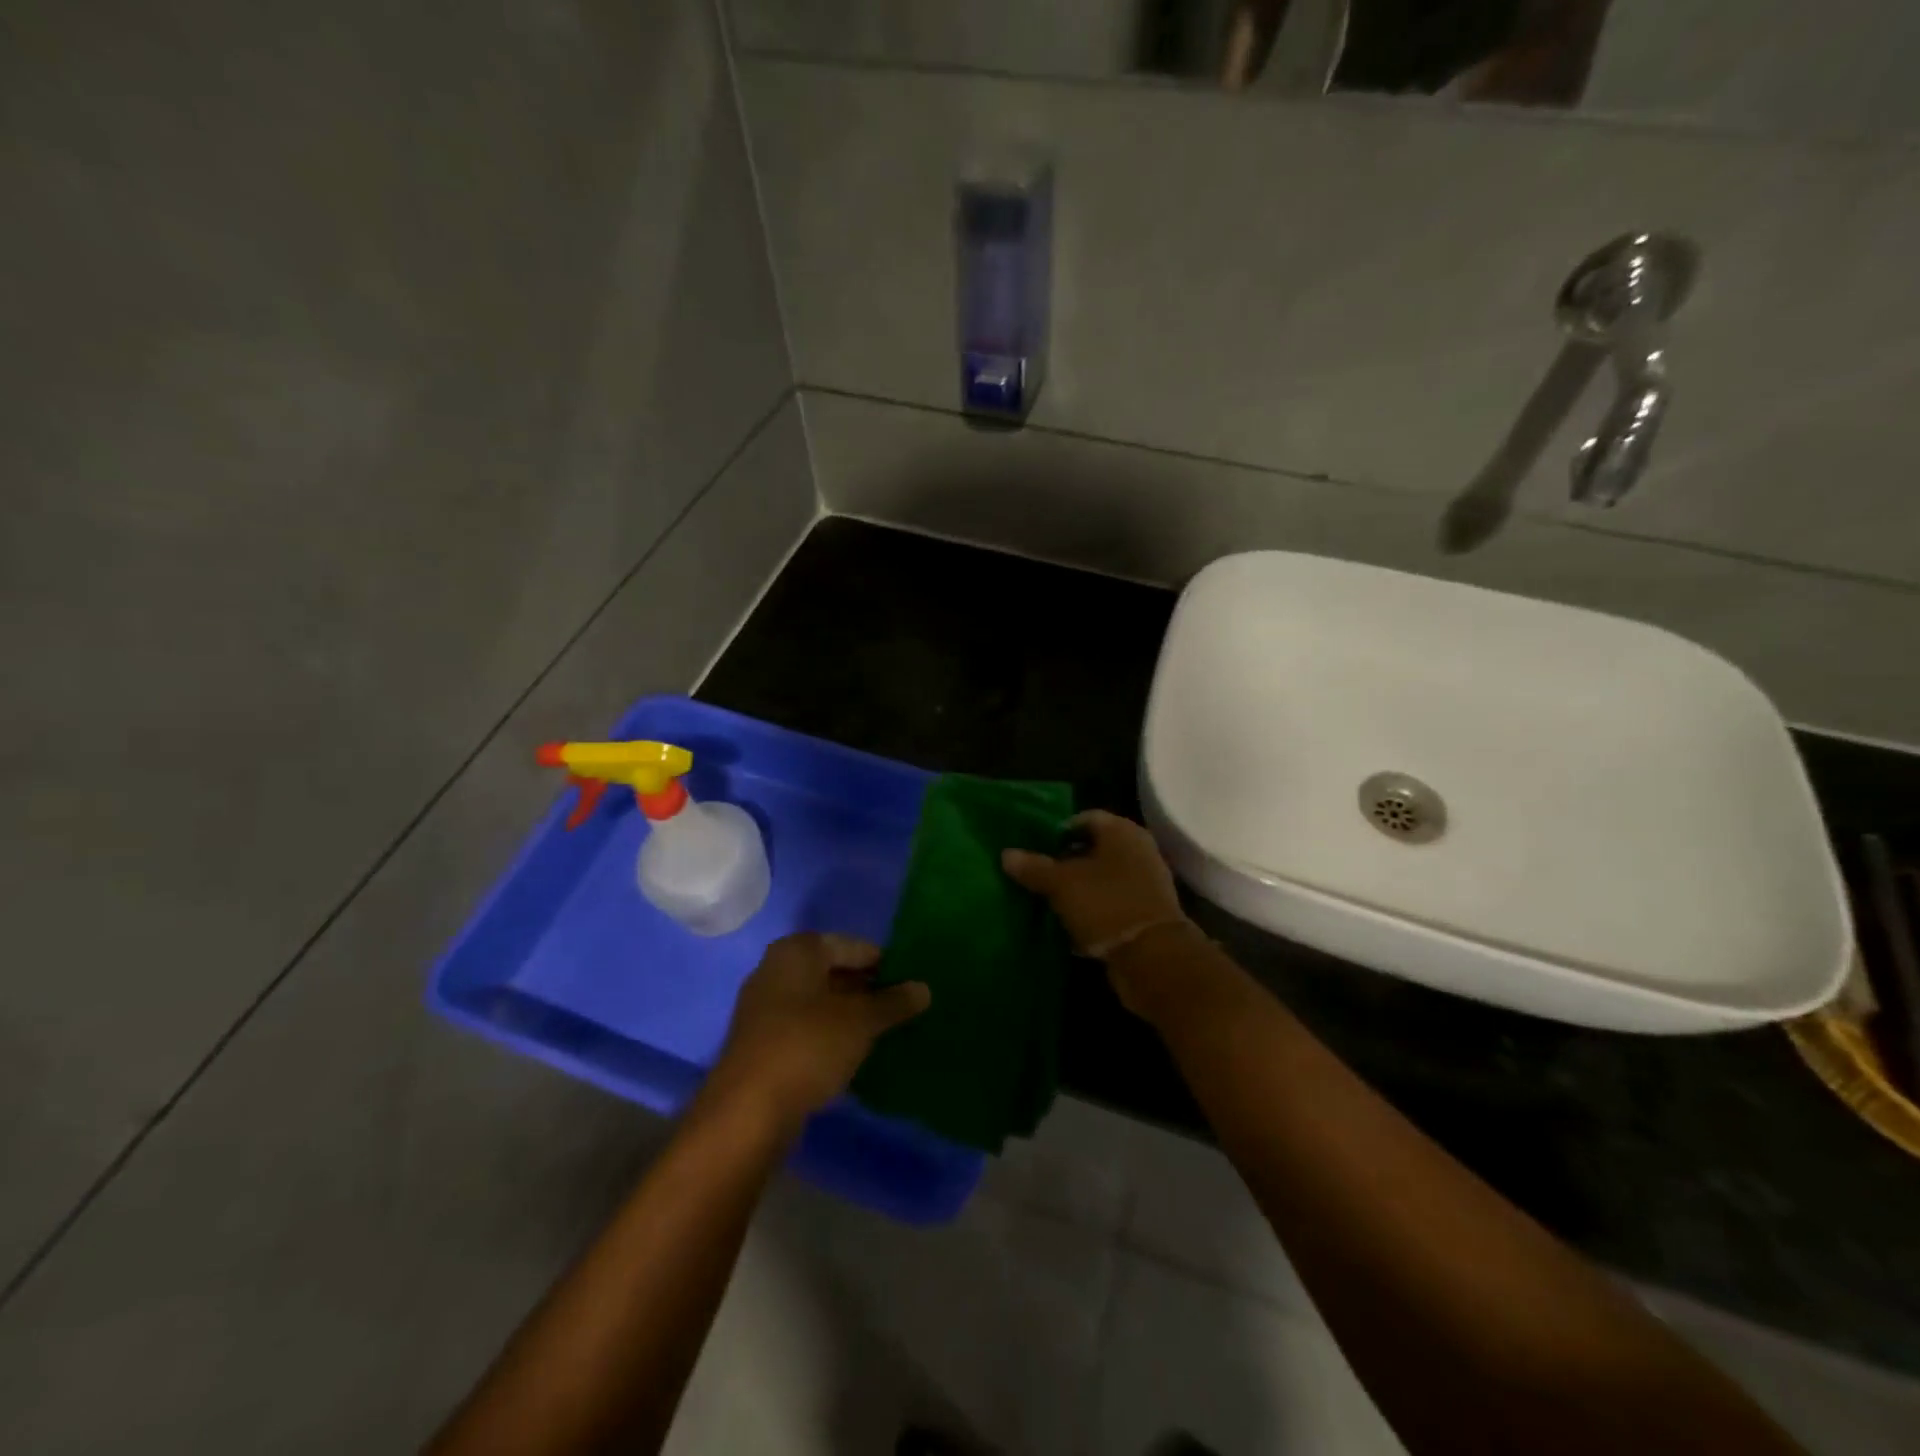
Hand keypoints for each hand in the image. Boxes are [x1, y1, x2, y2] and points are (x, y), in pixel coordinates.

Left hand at [705, 933, 929, 1133]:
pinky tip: (851, 1054)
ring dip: (849, 1014)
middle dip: (867, 989)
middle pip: (834, 971)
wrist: (747, 1111)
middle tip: (901, 1010)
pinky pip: (805, 1026)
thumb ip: (894, 1002)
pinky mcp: (760, 1041)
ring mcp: (764, 1006)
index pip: (854, 946)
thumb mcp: (861, 1022)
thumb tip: (924, 988)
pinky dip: (828, 1034)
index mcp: (798, 950)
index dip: (885, 965)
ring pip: (819, 1001)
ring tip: (882, 1032)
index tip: (911, 986)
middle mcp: (776, 968)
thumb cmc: (808, 1046)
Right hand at [1002, 810, 1195, 1018]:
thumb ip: (1034, 867)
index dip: (1058, 830)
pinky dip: (1092, 909)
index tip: (1035, 847)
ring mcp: (1145, 882)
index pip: (1085, 818)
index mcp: (1122, 831)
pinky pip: (1111, 903)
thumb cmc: (1106, 904)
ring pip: (1102, 877)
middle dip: (1066, 860)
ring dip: (1078, 887)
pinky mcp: (1145, 912)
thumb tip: (1006, 854)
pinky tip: (1070, 922)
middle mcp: (1138, 850)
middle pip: (1094, 848)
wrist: (1152, 956)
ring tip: (1048, 899)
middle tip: (1038, 873)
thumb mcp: (1062, 884)